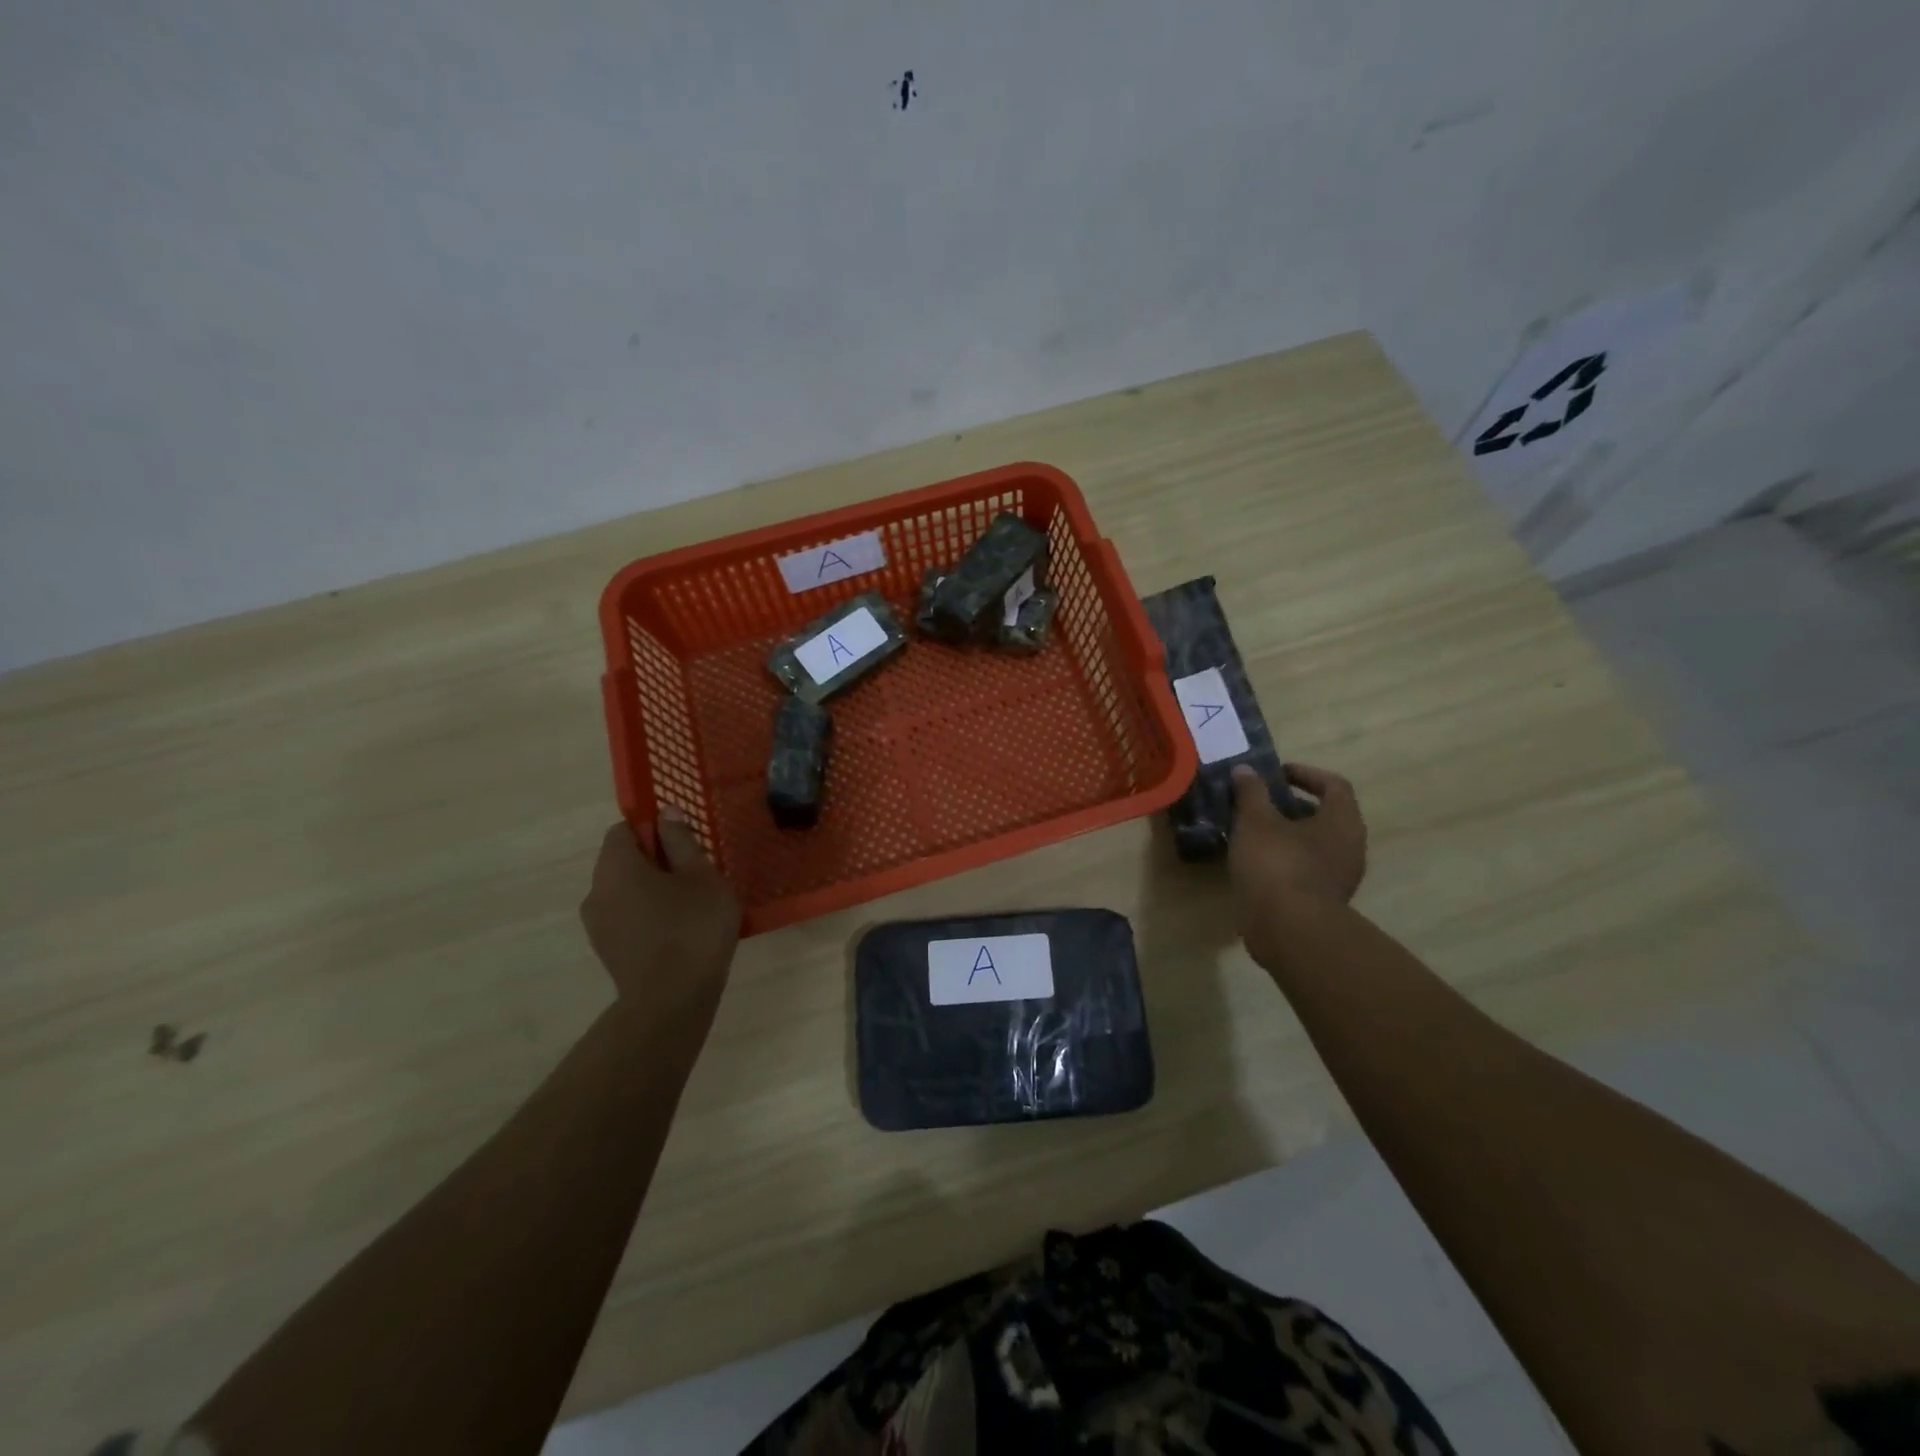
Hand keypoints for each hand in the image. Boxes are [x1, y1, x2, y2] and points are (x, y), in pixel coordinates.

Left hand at [580, 809, 739, 1009]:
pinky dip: (647, 915)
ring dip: (652, 890)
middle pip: (622, 860)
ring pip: (624, 891)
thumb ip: (681, 841)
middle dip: (656, 861)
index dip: (653, 829)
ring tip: (690, 906)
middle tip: (695, 875)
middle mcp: (596, 891)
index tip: (684, 845)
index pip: (623, 829)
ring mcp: (597, 924)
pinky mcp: (606, 950)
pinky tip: (678, 932)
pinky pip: (626, 917)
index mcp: (615, 866)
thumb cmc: (692, 927)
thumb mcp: (701, 876)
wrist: (672, 1000)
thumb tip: (666, 813)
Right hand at [1228, 763, 1367, 965]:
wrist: (1289, 931)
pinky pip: (1307, 868)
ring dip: (1287, 834)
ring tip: (1252, 832)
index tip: (1276, 774)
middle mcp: (1350, 846)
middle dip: (1292, 805)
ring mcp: (1340, 877)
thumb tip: (1245, 770)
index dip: (1306, 774)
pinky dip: (1286, 859)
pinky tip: (1256, 863)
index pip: (1334, 785)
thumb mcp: (1256, 821)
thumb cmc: (1277, 864)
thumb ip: (1251, 792)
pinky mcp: (1324, 901)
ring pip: (1315, 844)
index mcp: (1342, 821)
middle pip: (1326, 815)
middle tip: (1260, 802)